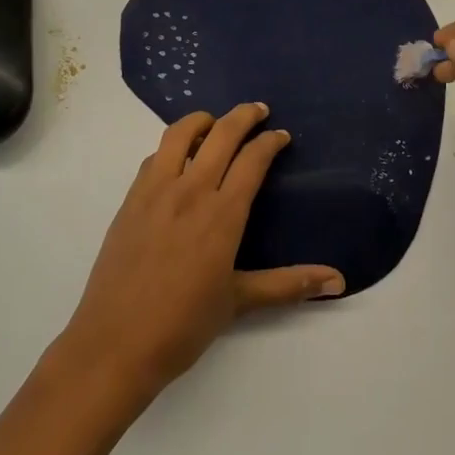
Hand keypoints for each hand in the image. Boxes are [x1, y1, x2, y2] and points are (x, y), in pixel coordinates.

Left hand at [56, 102, 344, 398]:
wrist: (115, 344)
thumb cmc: (183, 325)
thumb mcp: (240, 302)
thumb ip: (289, 284)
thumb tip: (339, 281)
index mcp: (222, 215)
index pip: (252, 160)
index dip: (270, 142)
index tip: (281, 136)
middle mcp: (190, 192)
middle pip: (220, 135)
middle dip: (243, 116)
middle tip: (259, 110)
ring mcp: (155, 193)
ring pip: (178, 135)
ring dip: (202, 121)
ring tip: (215, 122)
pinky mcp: (130, 202)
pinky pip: (153, 159)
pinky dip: (171, 147)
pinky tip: (177, 160)